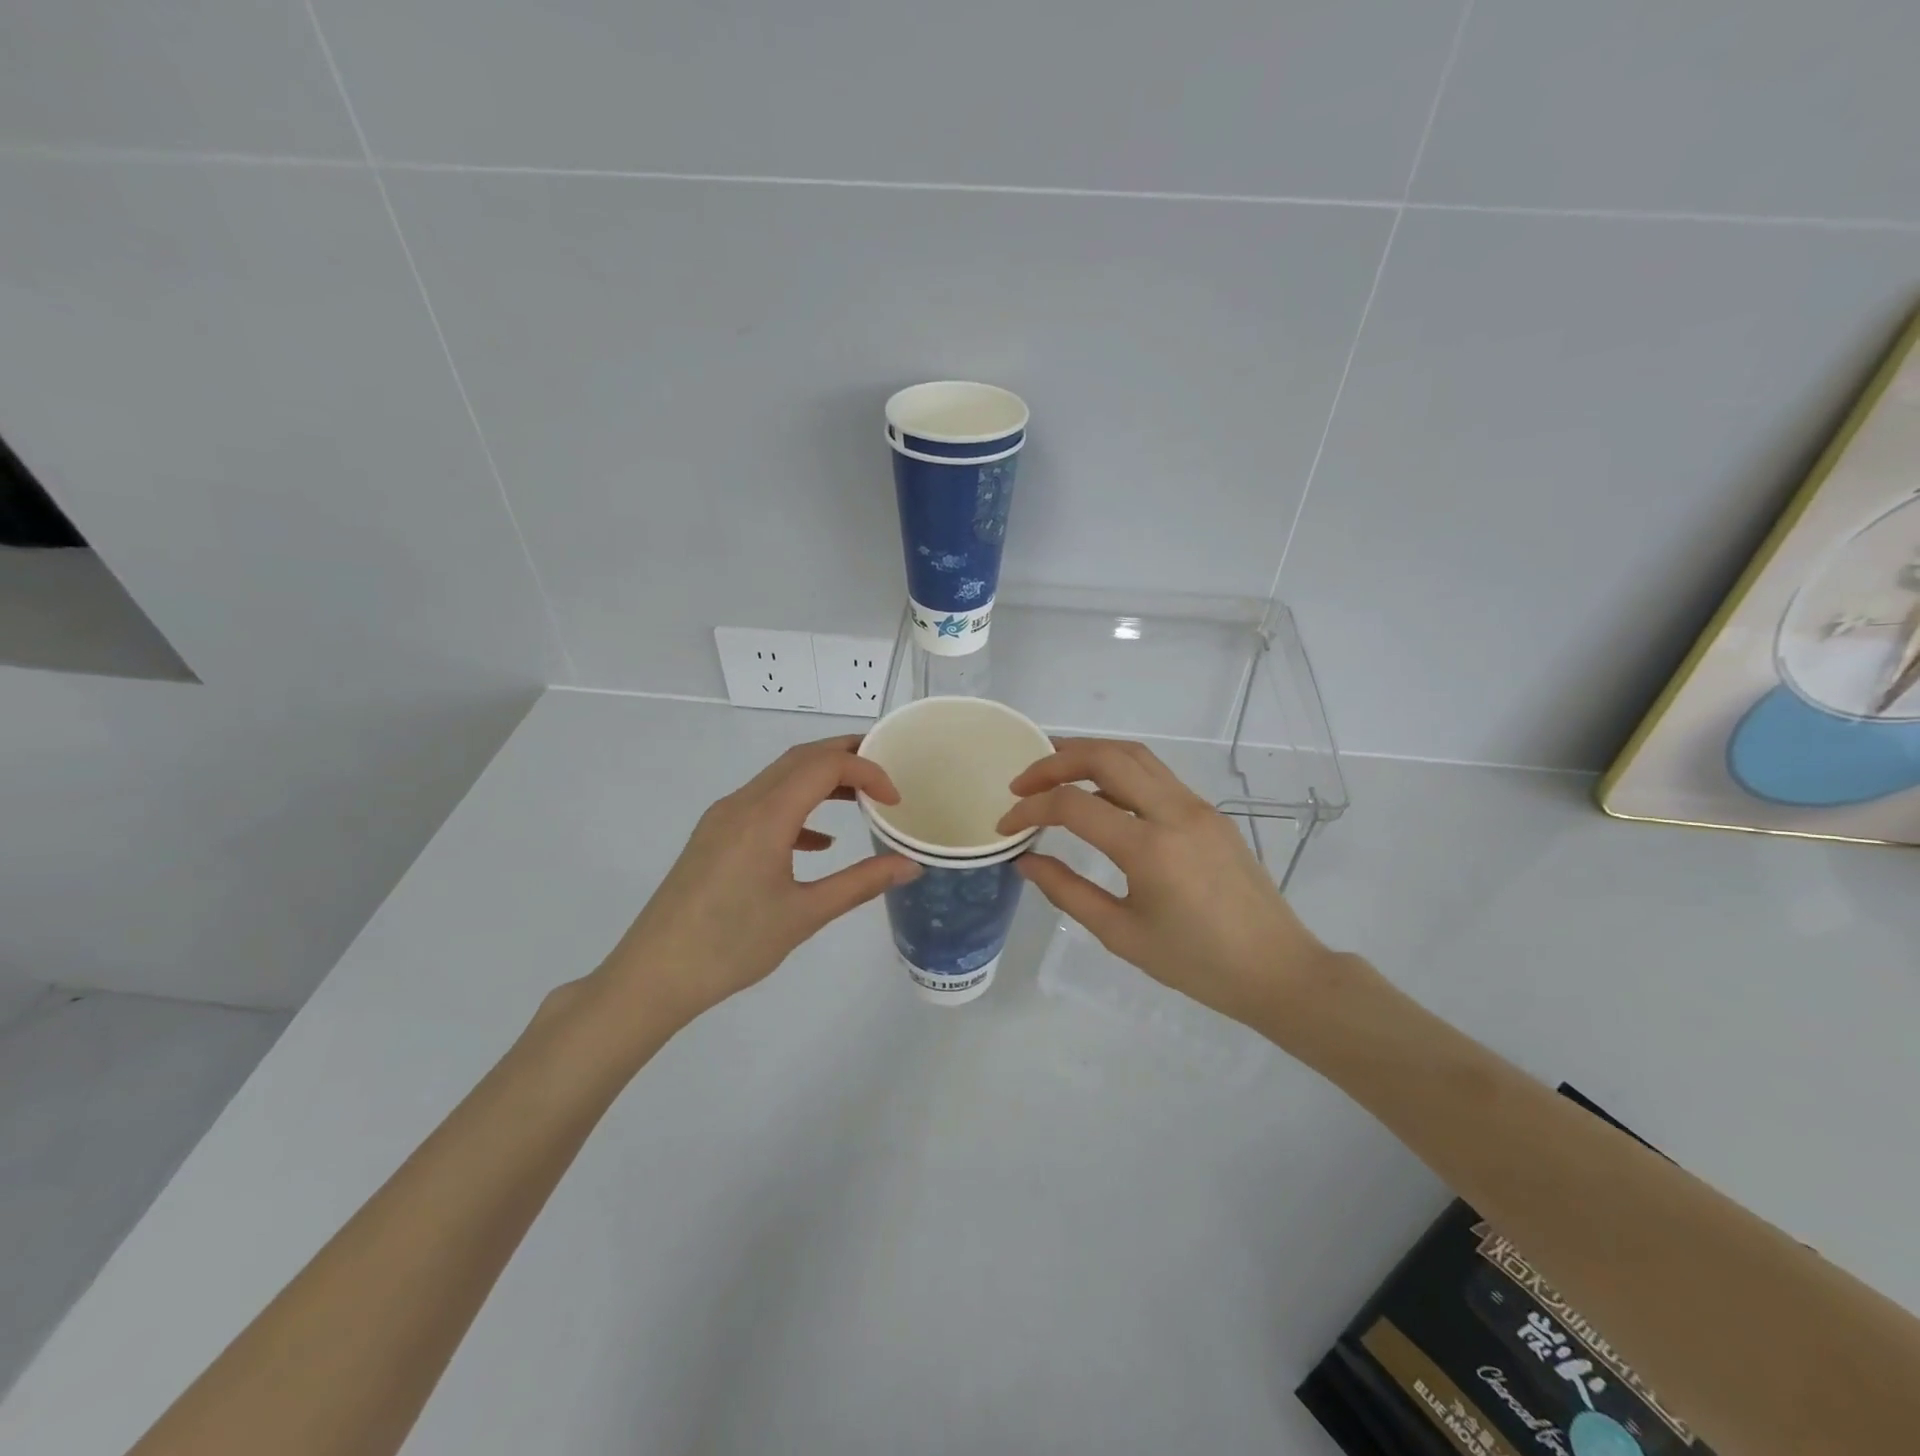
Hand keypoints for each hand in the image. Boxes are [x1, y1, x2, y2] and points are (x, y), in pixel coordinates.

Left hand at [592, 736, 919, 1029]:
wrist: (653, 975)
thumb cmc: (732, 946)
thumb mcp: (805, 915)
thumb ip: (861, 883)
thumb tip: (910, 865)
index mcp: (766, 816)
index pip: (825, 766)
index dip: (867, 771)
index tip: (895, 799)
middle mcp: (742, 804)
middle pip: (800, 758)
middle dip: (845, 755)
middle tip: (886, 767)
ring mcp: (722, 818)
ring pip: (779, 777)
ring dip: (821, 778)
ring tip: (860, 797)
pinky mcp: (713, 836)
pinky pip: (762, 803)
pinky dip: (797, 807)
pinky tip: (818, 842)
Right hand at [998, 737, 1342, 1029]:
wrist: (1278, 970)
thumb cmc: (1197, 964)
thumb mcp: (1121, 935)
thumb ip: (1067, 892)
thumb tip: (1026, 860)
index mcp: (1150, 848)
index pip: (1073, 805)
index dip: (1030, 809)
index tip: (1006, 825)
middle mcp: (1175, 812)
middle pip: (1107, 756)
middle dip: (1056, 760)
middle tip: (1023, 782)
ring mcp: (1198, 806)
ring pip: (1135, 755)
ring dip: (1089, 755)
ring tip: (1053, 775)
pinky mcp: (1210, 812)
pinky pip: (1156, 776)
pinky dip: (1117, 772)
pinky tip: (1099, 799)